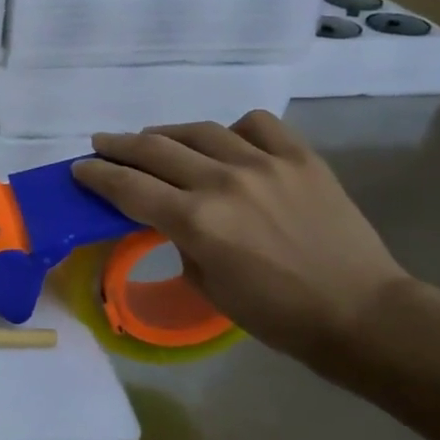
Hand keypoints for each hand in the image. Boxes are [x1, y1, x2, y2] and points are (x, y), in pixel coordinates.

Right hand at [71, 111, 408, 366]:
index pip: (128, 187)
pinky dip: (233, 130)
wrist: (360, 313)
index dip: (97, 175)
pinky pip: (257, 125)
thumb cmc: (275, 314)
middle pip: (154, 150)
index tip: (80, 168)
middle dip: (118, 146)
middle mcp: (223, 183)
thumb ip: (180, 239)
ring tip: (153, 140)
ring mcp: (265, 164)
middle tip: (101, 144)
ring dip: (166, 134)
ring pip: (199, 131)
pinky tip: (227, 142)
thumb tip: (170, 213)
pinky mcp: (301, 158)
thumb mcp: (206, 284)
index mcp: (196, 222)